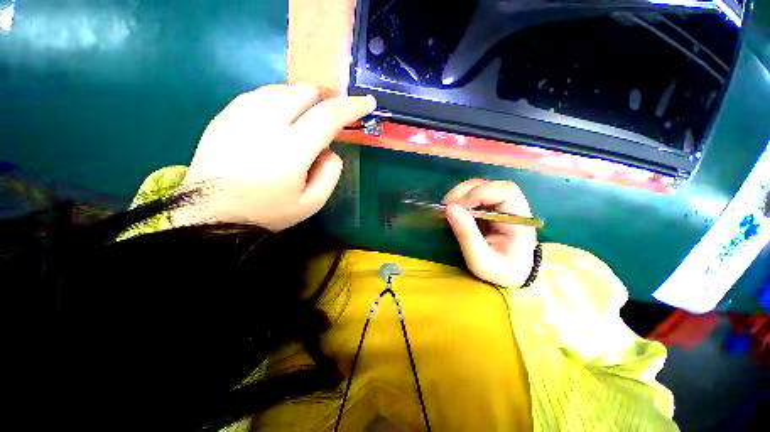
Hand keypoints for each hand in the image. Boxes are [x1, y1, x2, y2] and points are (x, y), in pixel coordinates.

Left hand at [175, 84, 375, 230]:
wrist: (210, 214)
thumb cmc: (267, 213)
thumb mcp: (311, 203)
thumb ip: (330, 173)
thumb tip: (331, 149)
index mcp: (290, 151)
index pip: (328, 116)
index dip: (352, 106)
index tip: (367, 102)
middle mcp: (265, 124)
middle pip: (305, 91)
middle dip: (324, 102)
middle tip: (326, 121)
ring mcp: (241, 114)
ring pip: (283, 89)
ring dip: (301, 102)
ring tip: (300, 125)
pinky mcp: (225, 114)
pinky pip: (261, 94)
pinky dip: (278, 102)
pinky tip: (276, 123)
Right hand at [444, 179, 537, 287]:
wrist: (510, 276)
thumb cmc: (499, 272)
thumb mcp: (481, 261)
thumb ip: (467, 236)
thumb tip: (450, 208)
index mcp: (520, 220)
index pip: (505, 192)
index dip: (479, 193)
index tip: (456, 207)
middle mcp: (515, 208)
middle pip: (493, 185)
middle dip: (466, 191)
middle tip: (447, 205)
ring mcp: (503, 206)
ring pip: (483, 186)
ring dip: (462, 193)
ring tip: (448, 206)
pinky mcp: (493, 208)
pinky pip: (476, 194)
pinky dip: (462, 197)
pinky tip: (454, 208)